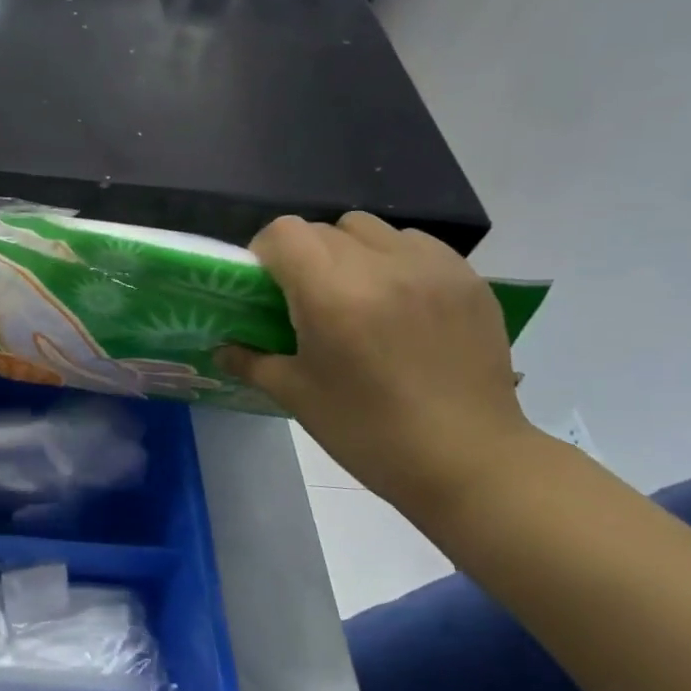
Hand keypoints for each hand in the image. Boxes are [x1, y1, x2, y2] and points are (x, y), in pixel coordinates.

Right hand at [217, 214, 538, 515]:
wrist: (468, 461)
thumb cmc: (368, 432)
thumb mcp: (297, 396)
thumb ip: (251, 361)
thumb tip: (222, 348)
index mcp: (332, 294)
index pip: (284, 233)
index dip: (266, 253)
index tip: (266, 287)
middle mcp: (381, 266)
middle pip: (324, 229)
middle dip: (305, 256)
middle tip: (307, 299)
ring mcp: (431, 267)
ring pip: (371, 230)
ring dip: (350, 252)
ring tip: (356, 296)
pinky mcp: (468, 279)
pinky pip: (416, 245)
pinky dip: (395, 260)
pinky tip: (399, 302)